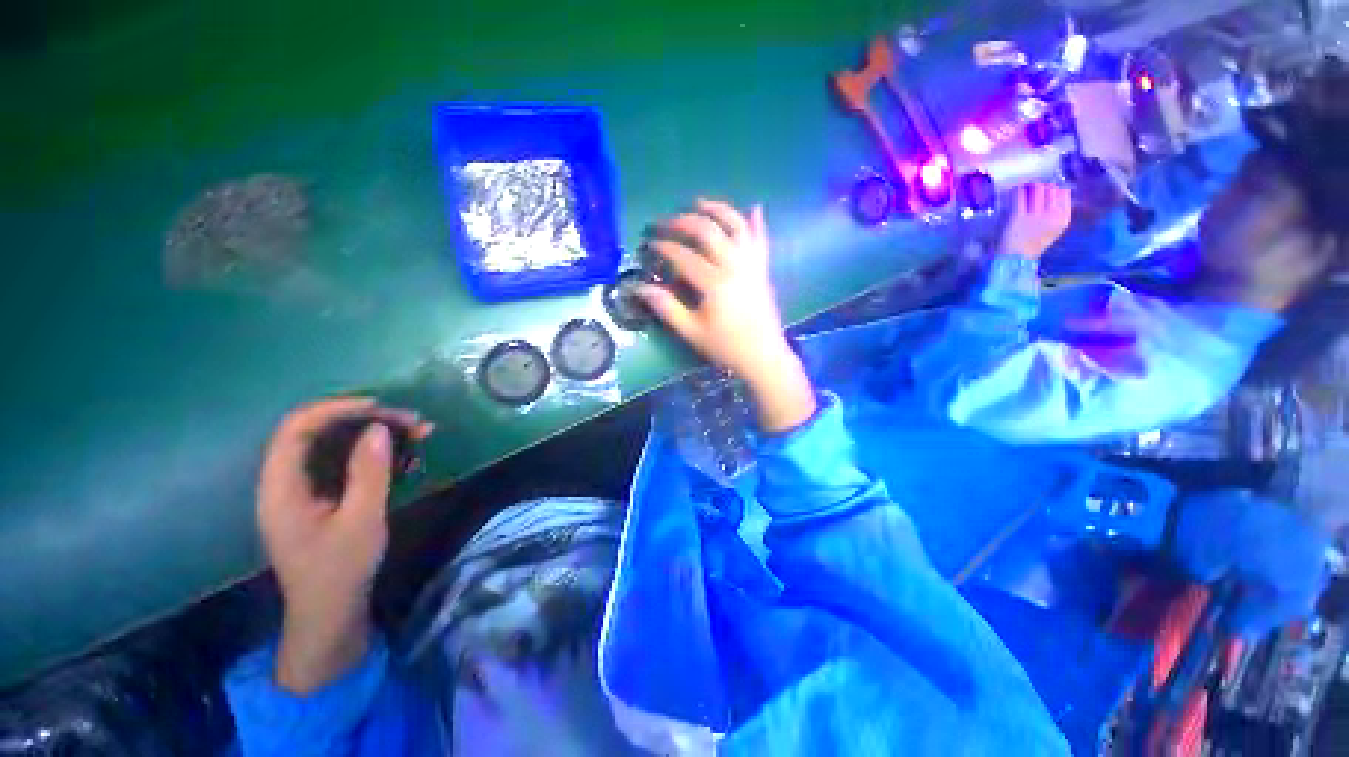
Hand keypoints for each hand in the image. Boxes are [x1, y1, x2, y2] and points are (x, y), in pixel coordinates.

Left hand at [257, 397, 429, 692]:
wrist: (331, 613)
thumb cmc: (340, 570)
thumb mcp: (361, 520)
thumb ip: (368, 473)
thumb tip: (378, 428)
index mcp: (281, 487)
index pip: (296, 429)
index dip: (334, 409)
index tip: (379, 406)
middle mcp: (287, 482)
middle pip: (320, 433)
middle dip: (367, 421)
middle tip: (412, 422)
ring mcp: (305, 490)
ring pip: (337, 446)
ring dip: (377, 435)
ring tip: (419, 433)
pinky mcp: (323, 498)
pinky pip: (347, 463)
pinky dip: (376, 454)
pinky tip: (408, 456)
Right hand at [638, 199, 815, 431]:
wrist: (763, 356)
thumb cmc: (726, 347)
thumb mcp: (692, 332)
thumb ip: (667, 309)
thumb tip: (640, 288)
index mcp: (715, 284)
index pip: (684, 256)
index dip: (664, 246)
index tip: (649, 243)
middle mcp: (735, 266)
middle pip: (708, 231)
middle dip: (684, 221)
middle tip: (666, 222)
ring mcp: (752, 265)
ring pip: (736, 226)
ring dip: (718, 210)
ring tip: (699, 203)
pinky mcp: (763, 269)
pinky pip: (761, 239)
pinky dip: (757, 222)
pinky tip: (754, 207)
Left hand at [999, 183, 1072, 259]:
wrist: (1016, 260)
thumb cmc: (1033, 246)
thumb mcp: (1053, 229)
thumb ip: (1056, 212)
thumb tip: (1056, 192)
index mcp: (1063, 217)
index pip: (1063, 192)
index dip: (1052, 189)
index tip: (1044, 192)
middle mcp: (1052, 213)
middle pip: (1050, 188)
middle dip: (1039, 187)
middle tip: (1030, 190)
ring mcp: (1035, 214)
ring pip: (1036, 188)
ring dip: (1027, 187)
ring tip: (1021, 190)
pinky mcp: (1017, 216)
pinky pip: (1018, 195)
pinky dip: (1015, 192)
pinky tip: (1012, 193)